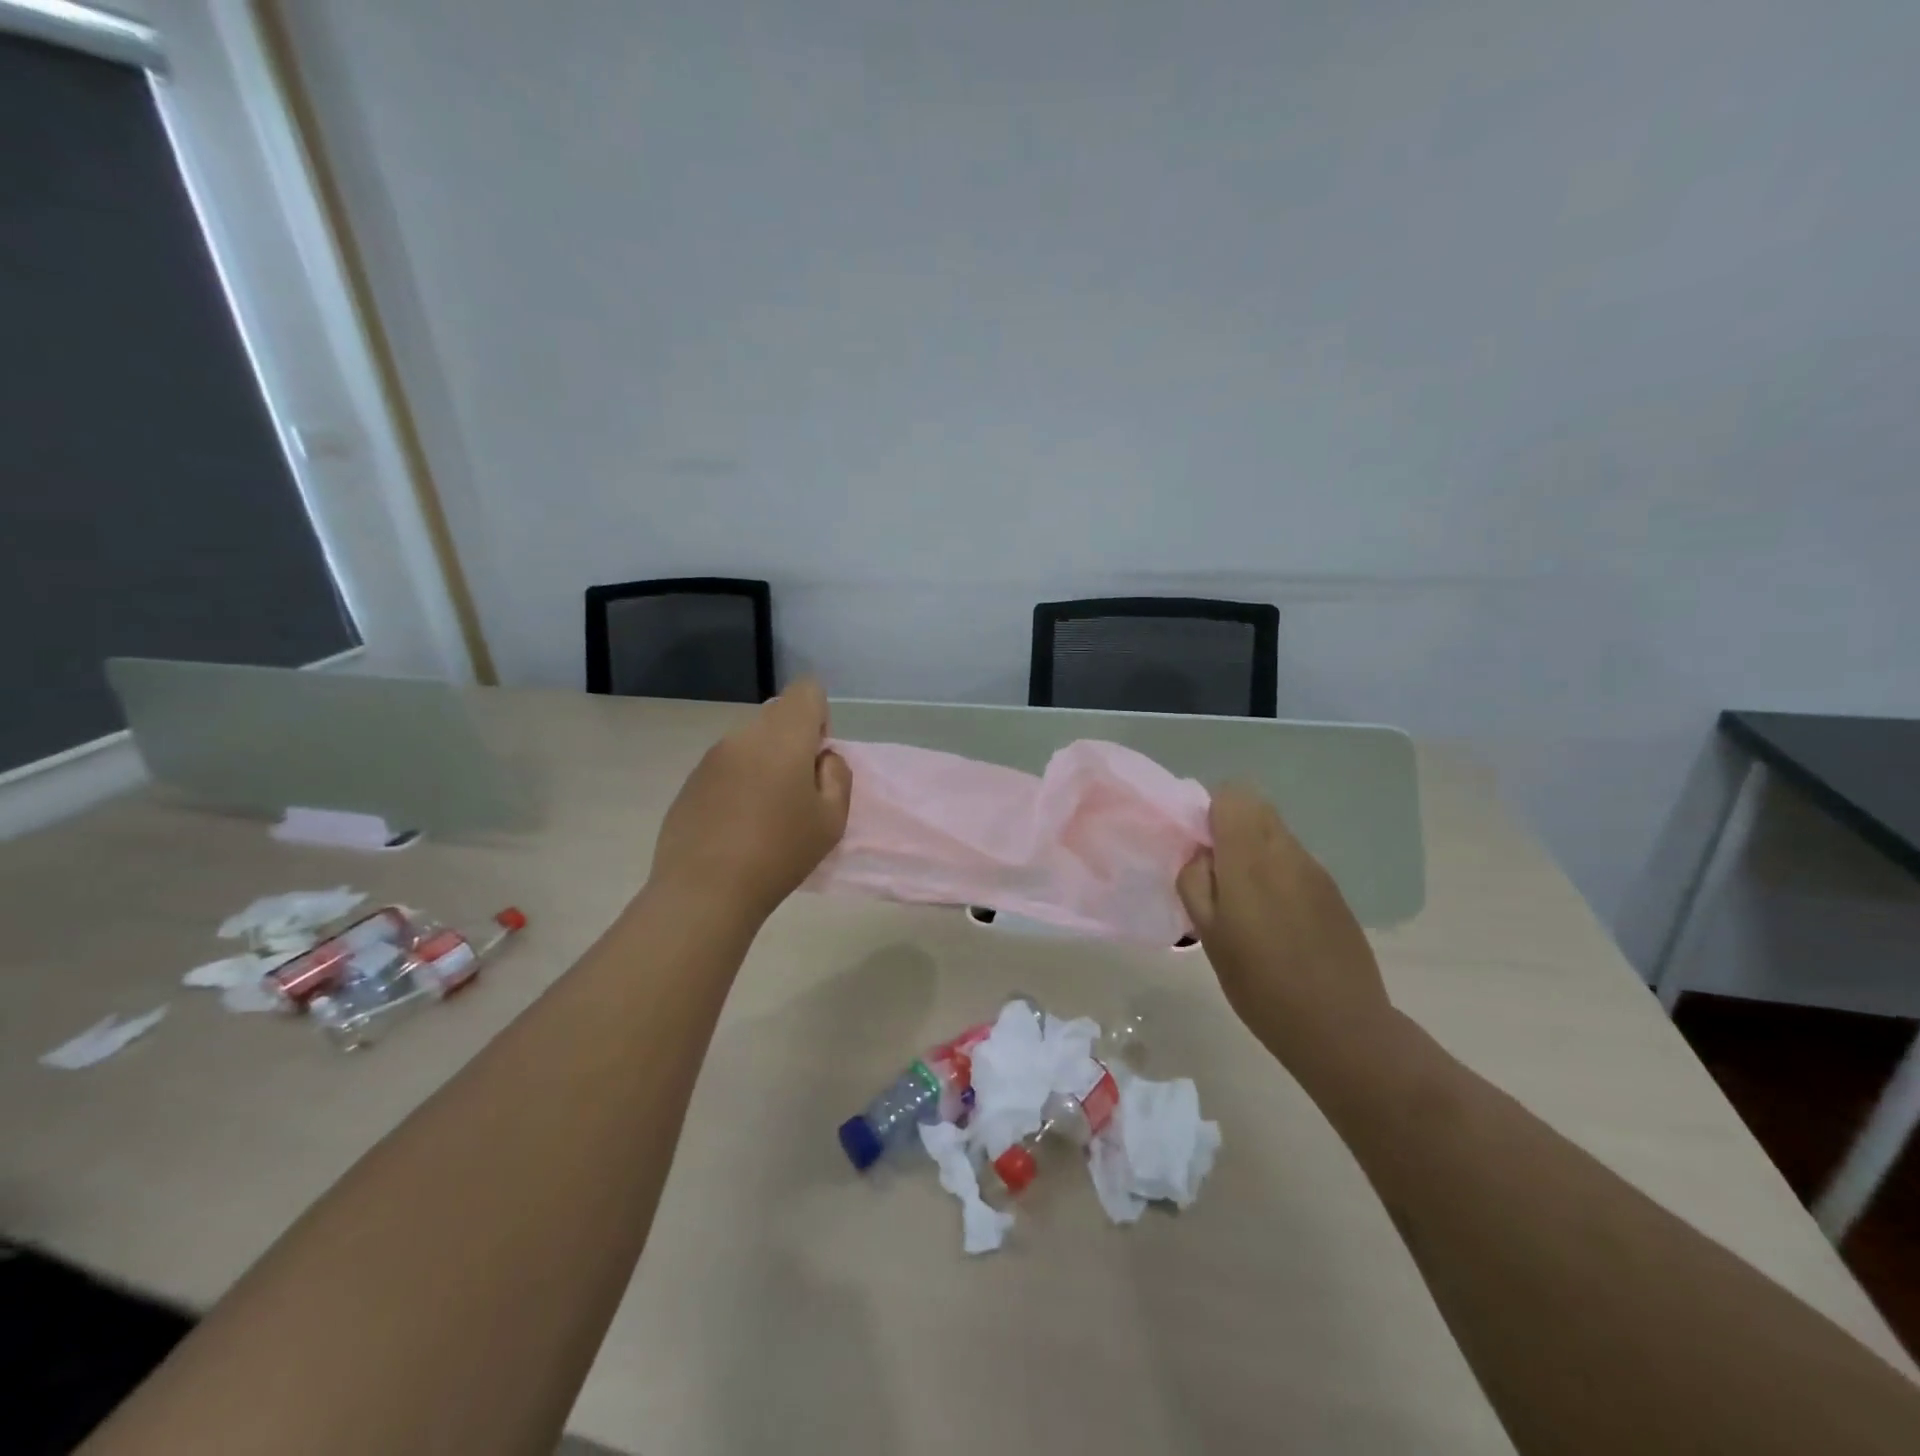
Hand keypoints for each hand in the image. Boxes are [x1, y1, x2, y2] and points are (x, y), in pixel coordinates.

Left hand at [649, 679, 851, 921]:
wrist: (705, 891)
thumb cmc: (780, 853)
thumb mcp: (832, 820)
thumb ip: (837, 776)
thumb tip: (821, 758)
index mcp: (783, 736)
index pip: (806, 690)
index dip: (820, 717)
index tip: (816, 758)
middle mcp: (744, 735)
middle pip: (778, 717)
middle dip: (793, 743)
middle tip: (796, 793)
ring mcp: (711, 757)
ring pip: (751, 742)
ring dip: (765, 764)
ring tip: (765, 814)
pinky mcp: (690, 781)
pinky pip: (727, 766)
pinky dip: (739, 783)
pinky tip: (736, 826)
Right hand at [1177, 785, 1391, 1077]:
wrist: (1339, 1026)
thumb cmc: (1259, 983)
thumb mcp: (1207, 935)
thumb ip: (1195, 882)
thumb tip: (1201, 854)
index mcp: (1249, 858)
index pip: (1232, 795)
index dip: (1210, 813)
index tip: (1200, 849)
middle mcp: (1286, 852)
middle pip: (1256, 808)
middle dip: (1231, 827)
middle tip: (1218, 874)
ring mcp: (1315, 870)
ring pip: (1276, 834)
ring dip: (1255, 851)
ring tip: (1247, 902)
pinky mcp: (1334, 891)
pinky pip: (1295, 861)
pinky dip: (1278, 873)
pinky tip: (1277, 919)